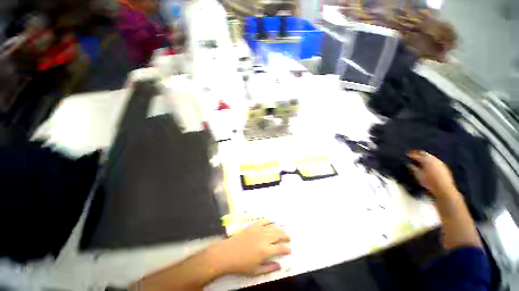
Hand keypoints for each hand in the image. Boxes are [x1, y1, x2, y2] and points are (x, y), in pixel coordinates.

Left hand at [210, 219, 290, 275]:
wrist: (229, 252)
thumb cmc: (242, 264)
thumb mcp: (256, 271)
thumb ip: (269, 268)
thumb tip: (280, 265)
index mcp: (265, 251)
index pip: (280, 248)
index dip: (287, 248)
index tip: (290, 249)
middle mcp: (264, 238)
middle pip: (278, 234)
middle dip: (285, 236)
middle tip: (288, 238)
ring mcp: (259, 230)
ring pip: (273, 227)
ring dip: (280, 229)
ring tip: (283, 231)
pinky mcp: (254, 225)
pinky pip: (264, 220)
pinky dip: (270, 220)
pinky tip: (273, 221)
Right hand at [407, 151, 457, 197]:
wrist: (444, 188)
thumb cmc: (429, 181)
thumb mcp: (418, 175)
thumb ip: (413, 168)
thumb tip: (409, 164)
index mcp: (426, 160)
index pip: (416, 156)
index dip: (411, 155)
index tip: (406, 155)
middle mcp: (433, 159)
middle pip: (425, 154)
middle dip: (418, 153)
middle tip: (413, 154)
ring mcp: (440, 163)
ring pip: (431, 156)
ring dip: (425, 157)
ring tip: (421, 159)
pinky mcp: (444, 167)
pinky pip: (435, 161)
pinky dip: (430, 160)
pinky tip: (428, 164)